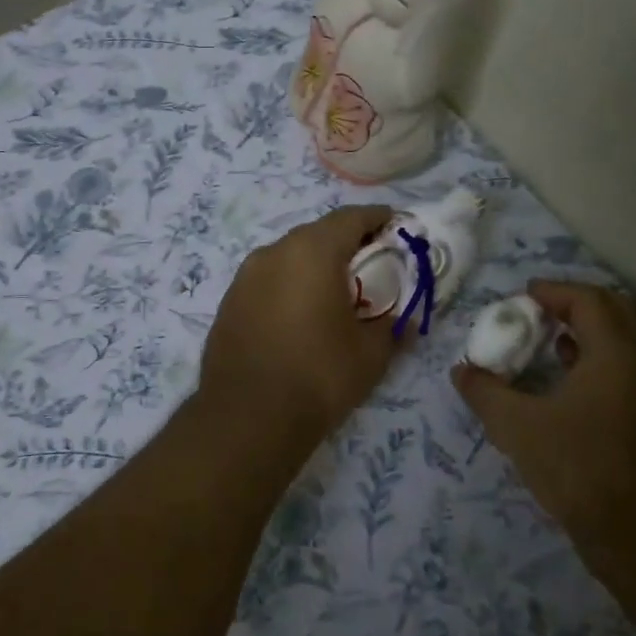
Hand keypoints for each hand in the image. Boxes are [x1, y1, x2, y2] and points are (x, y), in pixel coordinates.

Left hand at [200, 206, 405, 438]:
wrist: (247, 417)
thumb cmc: (318, 375)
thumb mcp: (371, 354)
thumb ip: (393, 326)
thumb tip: (406, 321)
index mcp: (312, 251)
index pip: (351, 218)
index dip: (377, 218)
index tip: (395, 226)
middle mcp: (274, 252)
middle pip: (317, 234)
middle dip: (345, 244)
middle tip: (369, 266)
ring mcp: (245, 276)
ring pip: (288, 257)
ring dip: (313, 266)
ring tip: (334, 293)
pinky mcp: (229, 302)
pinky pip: (267, 281)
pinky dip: (288, 286)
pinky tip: (299, 316)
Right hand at [453, 281, 635, 540]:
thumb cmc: (579, 468)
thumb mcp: (517, 428)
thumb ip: (485, 392)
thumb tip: (461, 371)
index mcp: (615, 353)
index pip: (588, 299)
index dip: (553, 291)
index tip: (520, 298)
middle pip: (615, 308)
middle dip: (576, 302)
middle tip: (538, 311)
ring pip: (624, 337)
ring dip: (588, 328)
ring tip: (548, 338)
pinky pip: (626, 362)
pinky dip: (597, 353)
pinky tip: (566, 375)